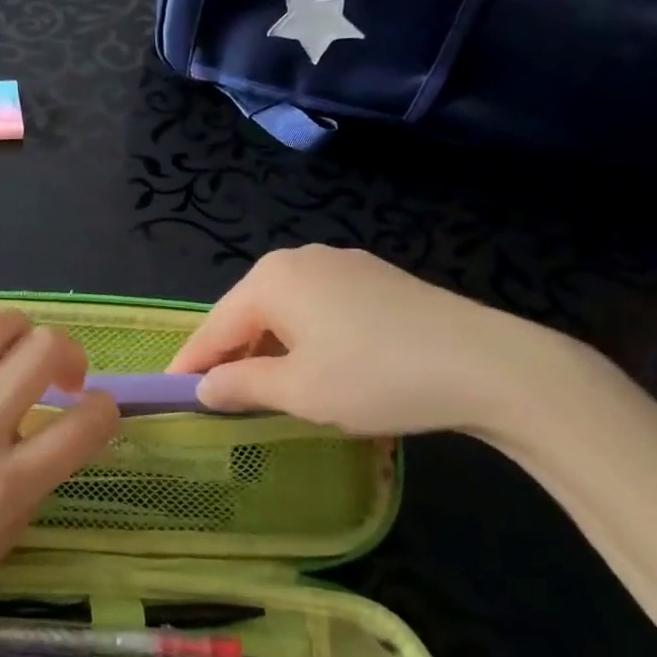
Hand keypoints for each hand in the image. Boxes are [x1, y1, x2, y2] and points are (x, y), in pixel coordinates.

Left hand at [0, 290, 118, 635]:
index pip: (85, 424)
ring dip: (20, 328)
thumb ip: (40, 476)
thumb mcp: (5, 535)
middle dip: (69, 354)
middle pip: (42, 352)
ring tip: (15, 348)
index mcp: (5, 483)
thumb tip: (65, 424)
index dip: (106, 409)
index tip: (96, 409)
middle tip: (61, 376)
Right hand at [167, 245, 579, 440]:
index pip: (214, 325)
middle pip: (248, 312)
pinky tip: (316, 365)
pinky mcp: (375, 278)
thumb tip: (205, 387)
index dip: (191, 363)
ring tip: (264, 387)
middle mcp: (299, 259)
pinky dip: (303, 337)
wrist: (486, 363)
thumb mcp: (300, 391)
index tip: (170, 392)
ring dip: (268, 347)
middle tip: (217, 397)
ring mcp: (341, 264)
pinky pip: (319, 307)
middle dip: (231, 354)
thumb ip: (241, 385)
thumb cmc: (375, 376)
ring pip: (285, 309)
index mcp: (271, 279)